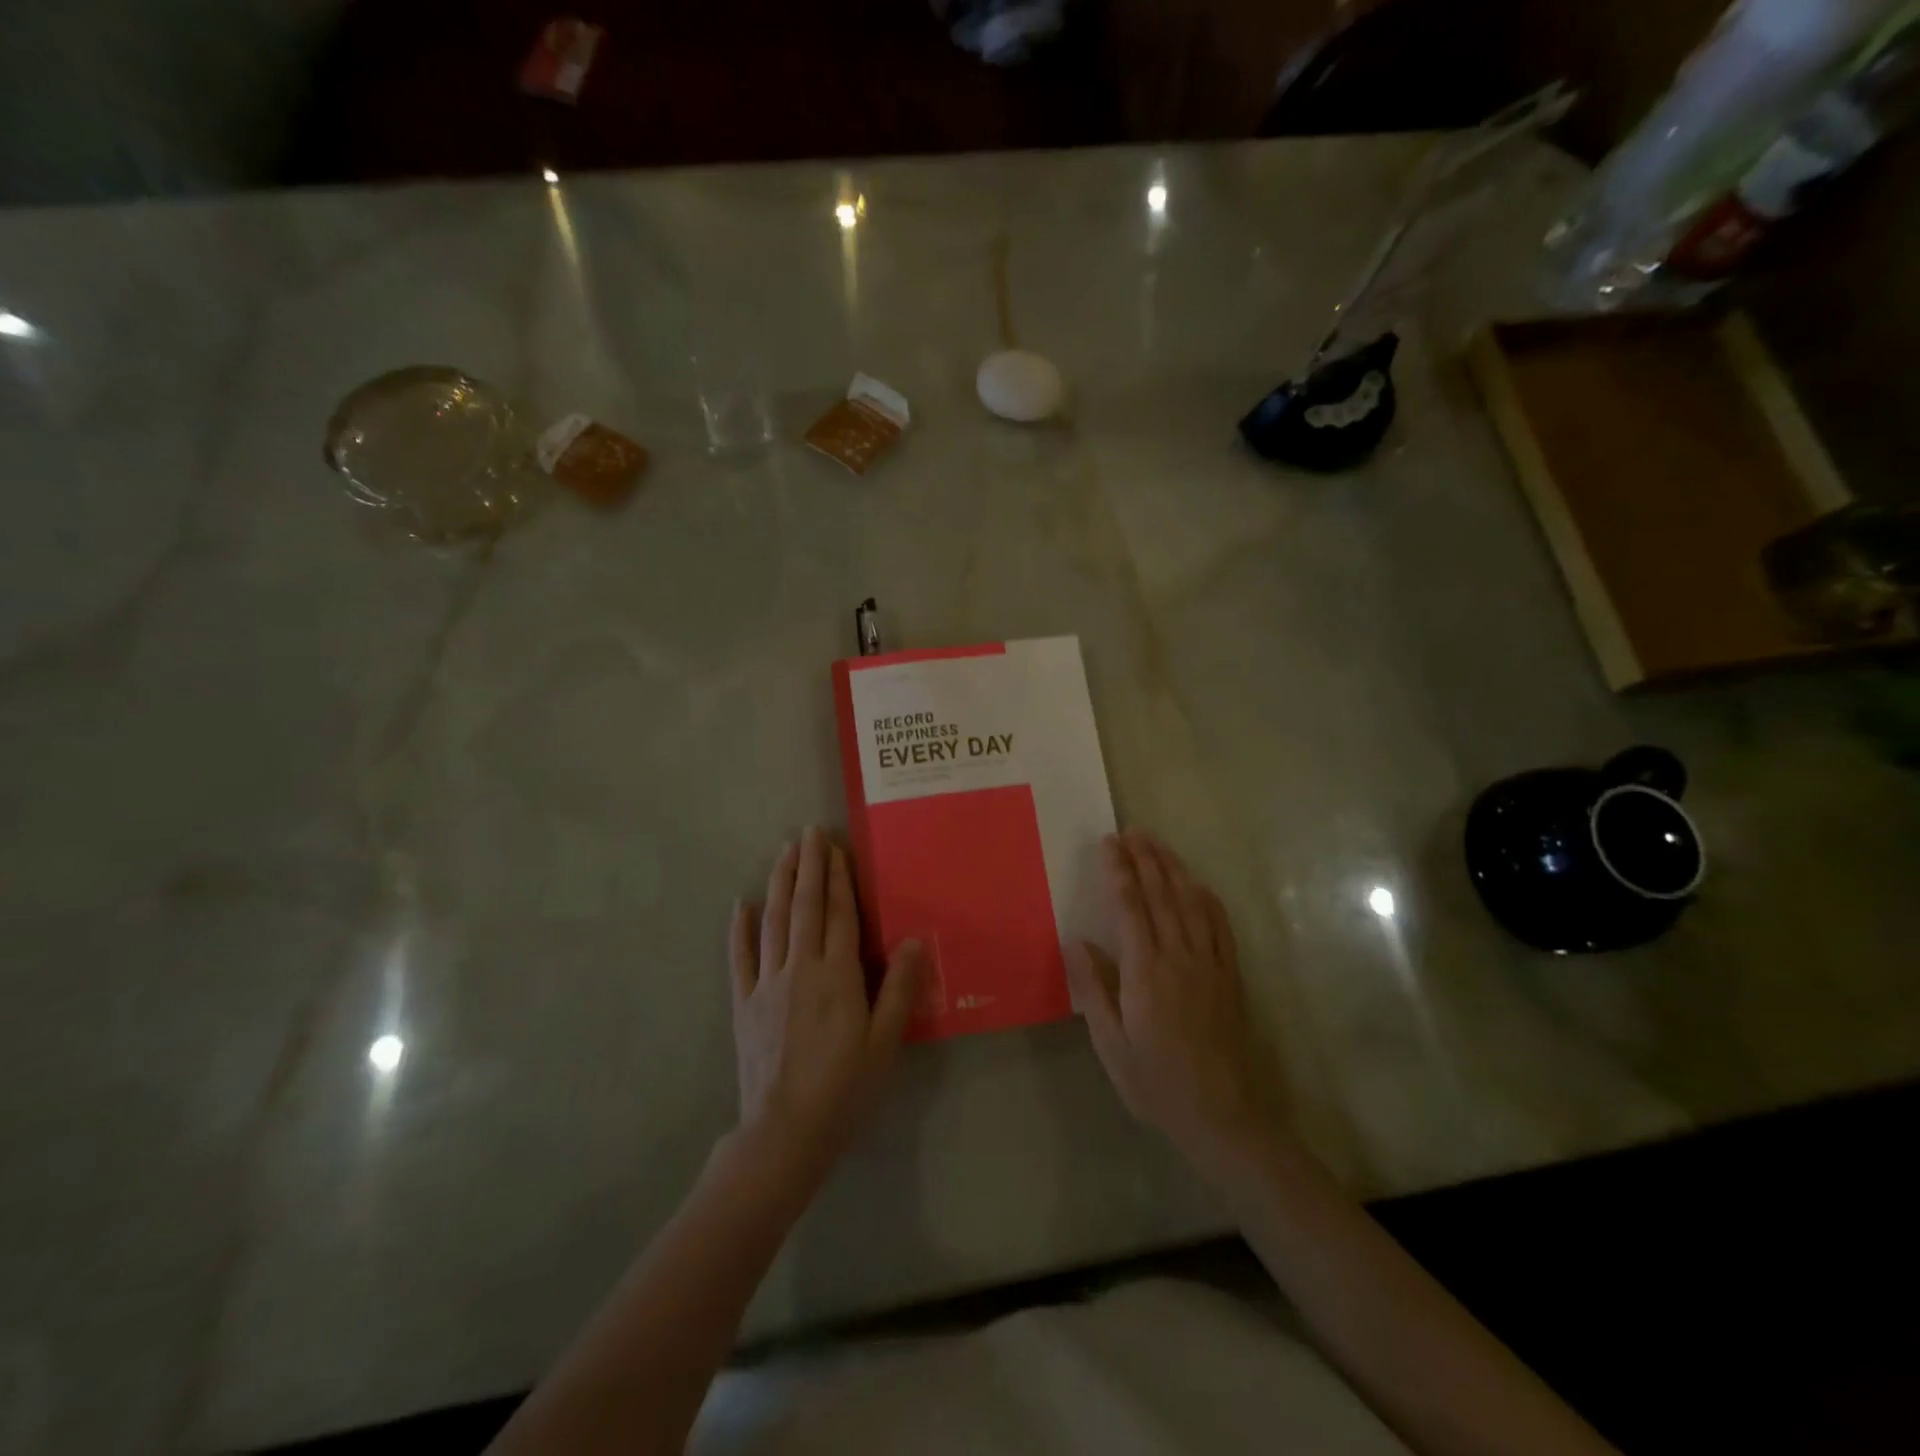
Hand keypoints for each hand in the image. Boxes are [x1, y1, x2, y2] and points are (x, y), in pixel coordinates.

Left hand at [729, 827, 922, 1192]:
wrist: (784, 1134)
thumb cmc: (844, 1089)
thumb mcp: (885, 1043)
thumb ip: (900, 988)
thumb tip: (916, 939)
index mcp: (837, 975)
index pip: (839, 915)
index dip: (838, 879)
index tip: (835, 847)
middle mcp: (800, 968)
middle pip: (805, 907)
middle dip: (807, 866)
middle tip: (807, 832)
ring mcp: (767, 984)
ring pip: (773, 921)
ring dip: (779, 883)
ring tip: (783, 852)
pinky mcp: (744, 1003)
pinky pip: (740, 958)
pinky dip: (740, 929)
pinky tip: (741, 905)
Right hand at [1066, 831, 1273, 1177]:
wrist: (1222, 1116)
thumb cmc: (1156, 1083)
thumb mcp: (1111, 1045)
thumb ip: (1093, 989)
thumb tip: (1076, 940)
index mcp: (1145, 972)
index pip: (1130, 907)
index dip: (1119, 871)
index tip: (1109, 844)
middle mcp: (1179, 957)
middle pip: (1162, 895)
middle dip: (1145, 858)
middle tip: (1132, 830)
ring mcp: (1209, 963)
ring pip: (1191, 902)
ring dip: (1173, 868)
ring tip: (1158, 844)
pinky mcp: (1229, 975)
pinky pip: (1219, 925)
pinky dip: (1206, 897)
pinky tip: (1197, 884)